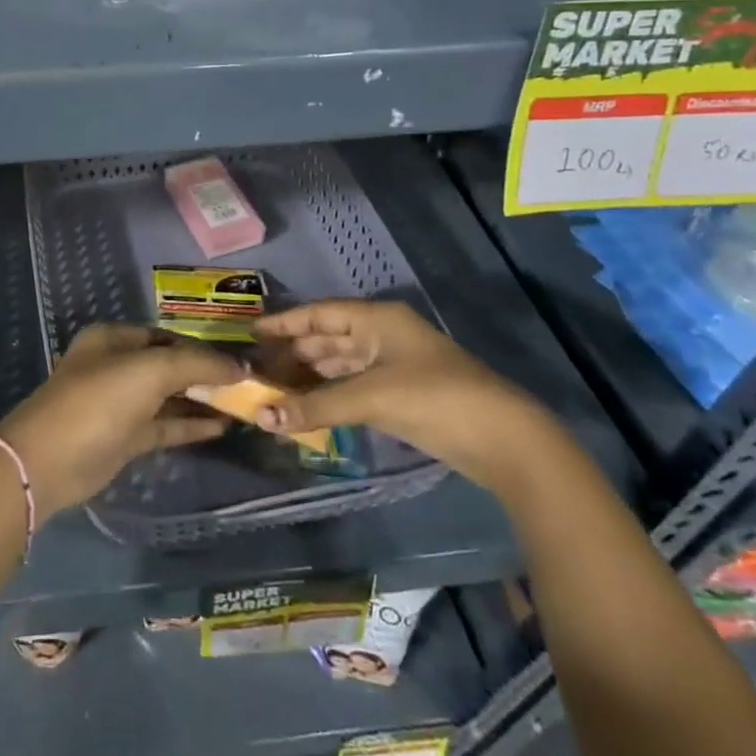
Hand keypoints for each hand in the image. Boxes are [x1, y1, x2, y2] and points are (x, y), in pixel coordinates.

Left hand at [0, 324, 243, 517]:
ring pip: (168, 397)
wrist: (49, 461)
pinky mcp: (124, 437)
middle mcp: (116, 365)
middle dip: (205, 374)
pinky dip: (190, 424)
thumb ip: (195, 364)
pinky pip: (164, 424)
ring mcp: (120, 403)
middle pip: (169, 365)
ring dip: (202, 400)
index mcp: (114, 338)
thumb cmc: (98, 400)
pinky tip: (222, 426)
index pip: (168, 335)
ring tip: (244, 405)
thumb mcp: (149, 371)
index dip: (203, 346)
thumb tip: (237, 365)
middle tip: (247, 384)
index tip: (240, 359)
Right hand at [253, 300, 549, 490]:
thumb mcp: (371, 398)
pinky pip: (352, 387)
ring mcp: (392, 366)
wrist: (505, 441)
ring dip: (308, 376)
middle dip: (292, 354)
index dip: (284, 323)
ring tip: (272, 389)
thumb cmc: (435, 399)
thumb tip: (261, 418)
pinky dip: (328, 394)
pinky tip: (306, 406)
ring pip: (338, 364)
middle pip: (326, 338)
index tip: (251, 333)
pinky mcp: (400, 395)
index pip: (319, 314)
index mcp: (377, 319)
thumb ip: (315, 406)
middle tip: (255, 369)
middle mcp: (382, 335)